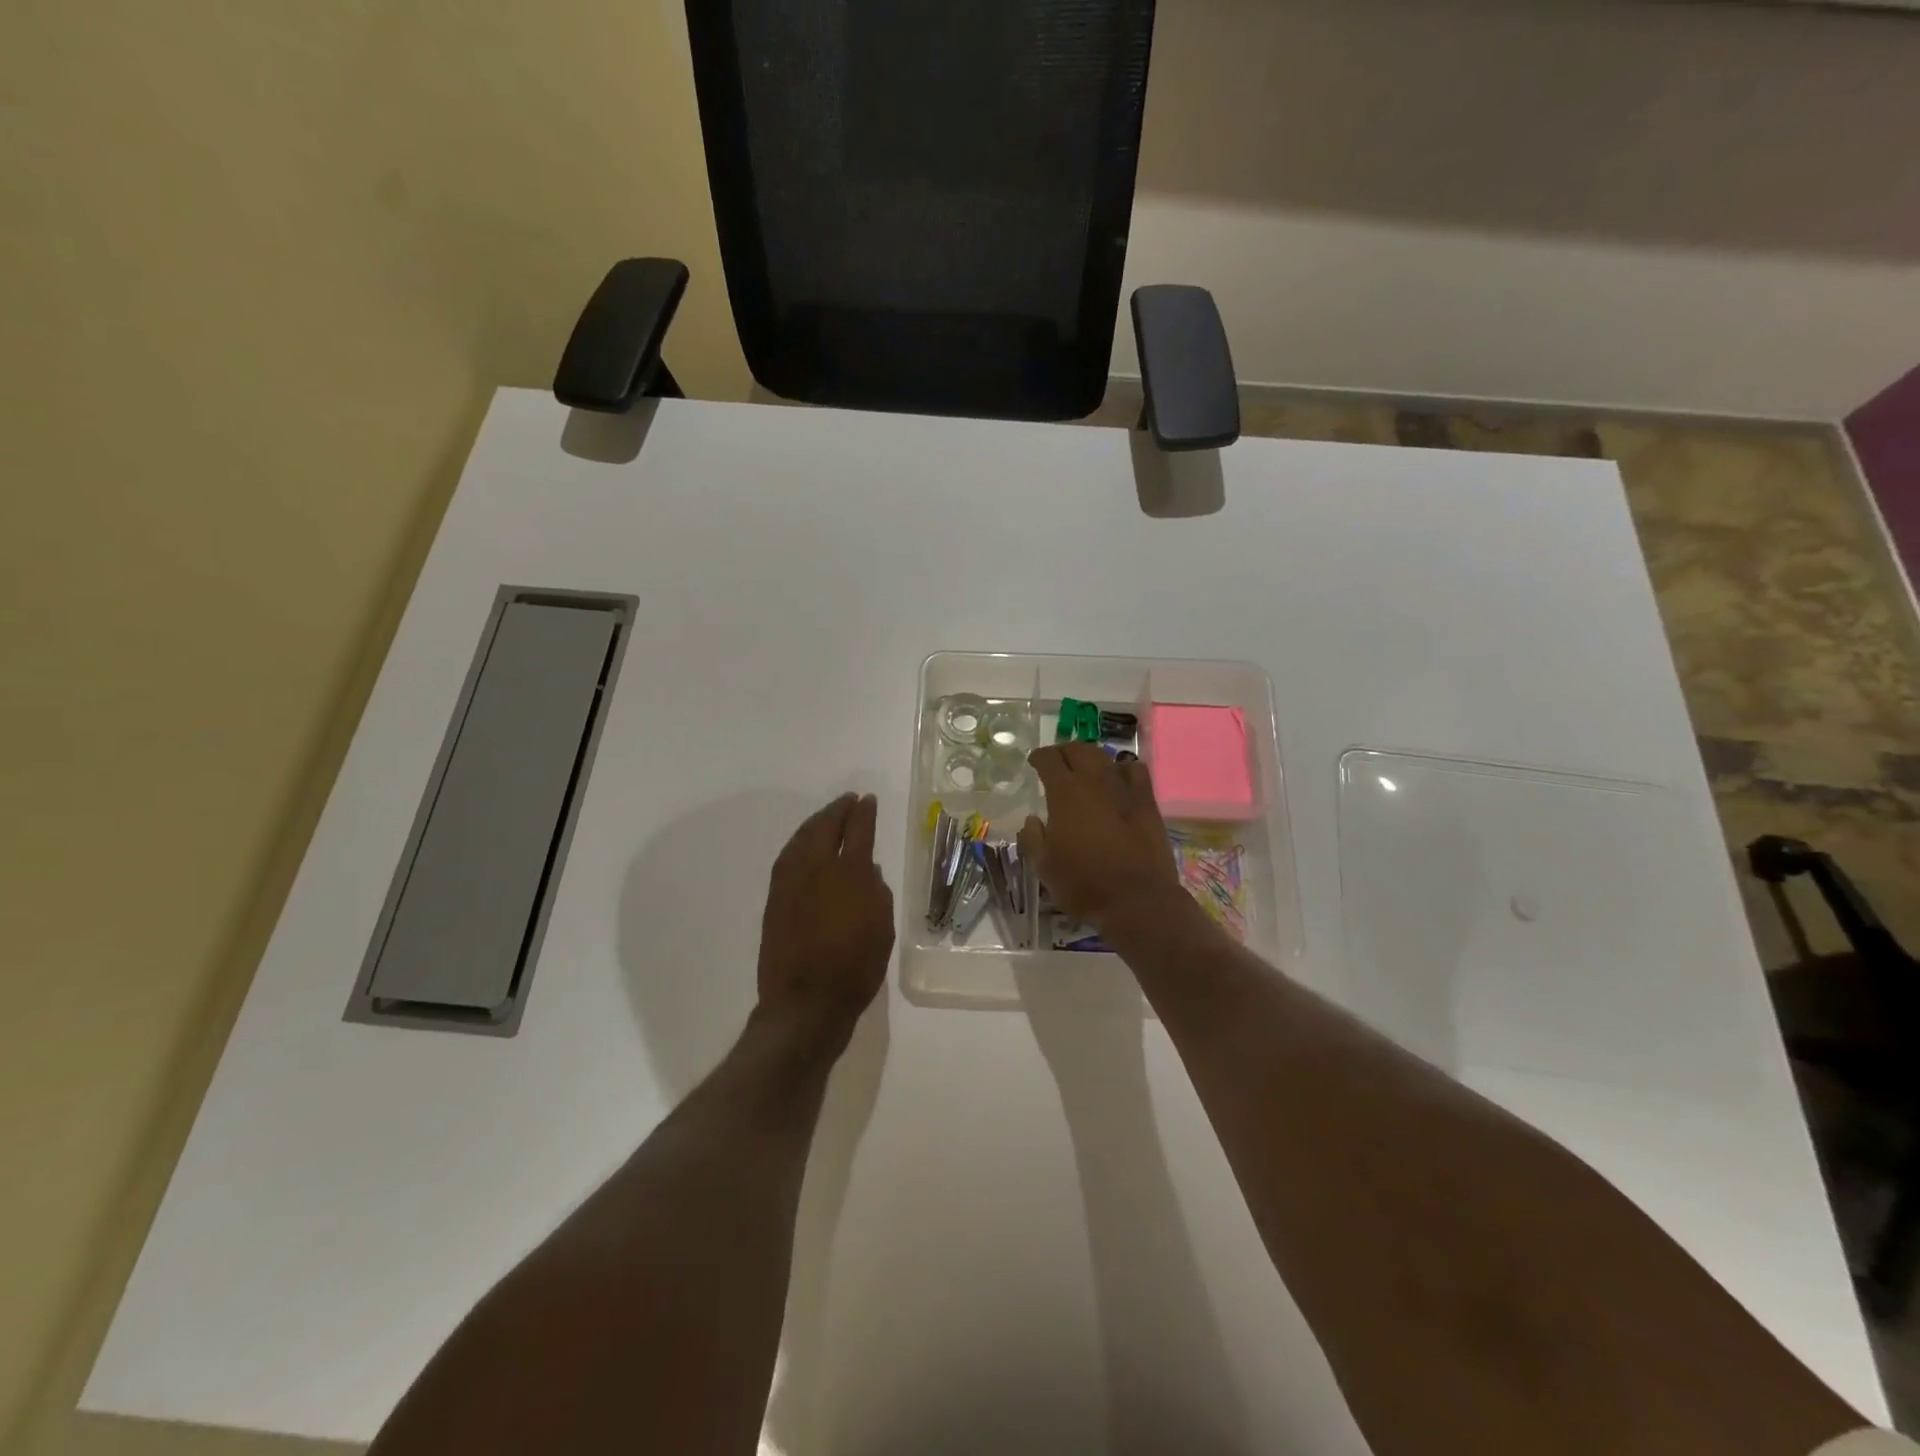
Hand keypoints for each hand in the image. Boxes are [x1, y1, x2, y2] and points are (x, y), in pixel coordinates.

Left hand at [757, 794, 893, 1044]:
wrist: (804, 1004)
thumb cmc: (855, 968)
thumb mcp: (881, 929)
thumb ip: (876, 893)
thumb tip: (867, 870)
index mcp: (849, 874)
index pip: (858, 830)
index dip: (864, 812)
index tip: (867, 800)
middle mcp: (816, 869)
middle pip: (824, 826)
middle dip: (837, 810)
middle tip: (848, 801)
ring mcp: (789, 882)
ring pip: (801, 838)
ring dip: (816, 823)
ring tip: (828, 817)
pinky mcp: (774, 898)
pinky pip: (787, 857)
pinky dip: (799, 843)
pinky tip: (805, 846)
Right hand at [1019, 744, 1183, 930]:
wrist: (1137, 900)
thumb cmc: (1084, 884)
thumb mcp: (1045, 867)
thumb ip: (1033, 839)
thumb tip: (1031, 821)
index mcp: (1065, 793)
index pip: (1049, 759)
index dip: (1039, 757)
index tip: (1034, 762)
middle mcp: (1094, 781)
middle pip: (1078, 750)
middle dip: (1064, 751)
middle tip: (1057, 761)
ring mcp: (1124, 789)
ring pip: (1105, 757)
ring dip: (1091, 757)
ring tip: (1085, 767)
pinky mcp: (1147, 801)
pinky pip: (1135, 770)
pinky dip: (1122, 768)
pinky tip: (1119, 779)